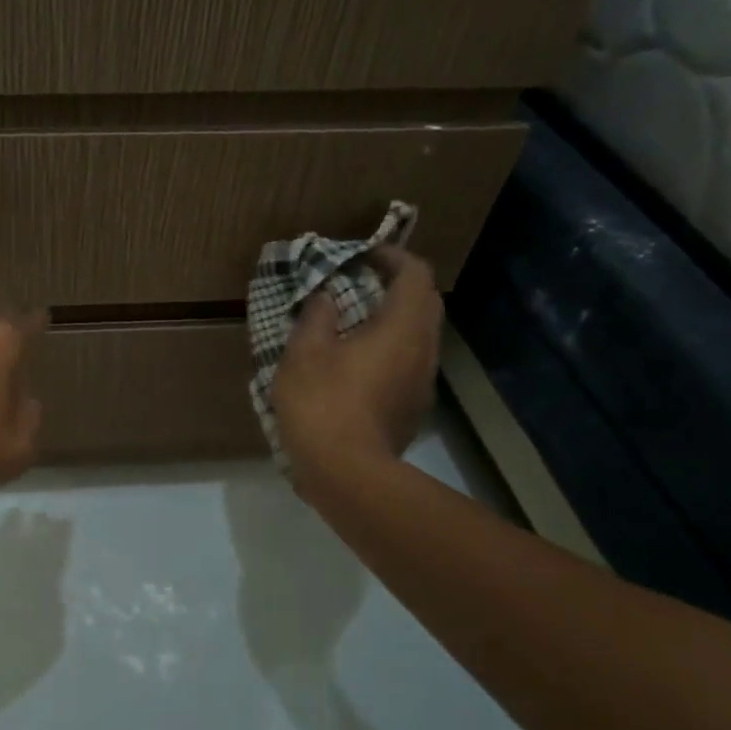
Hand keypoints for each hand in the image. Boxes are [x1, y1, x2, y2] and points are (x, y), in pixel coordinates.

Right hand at [270, 247, 442, 478]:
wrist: (347, 473)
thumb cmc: (323, 403)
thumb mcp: (305, 352)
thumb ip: (317, 316)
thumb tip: (326, 297)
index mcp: (402, 328)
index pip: (415, 275)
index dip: (392, 257)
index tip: (363, 256)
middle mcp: (423, 350)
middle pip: (425, 303)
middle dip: (397, 285)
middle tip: (360, 283)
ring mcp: (423, 383)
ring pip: (419, 336)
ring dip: (395, 319)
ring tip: (355, 322)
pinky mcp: (413, 409)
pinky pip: (410, 363)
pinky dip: (391, 349)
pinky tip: (358, 363)